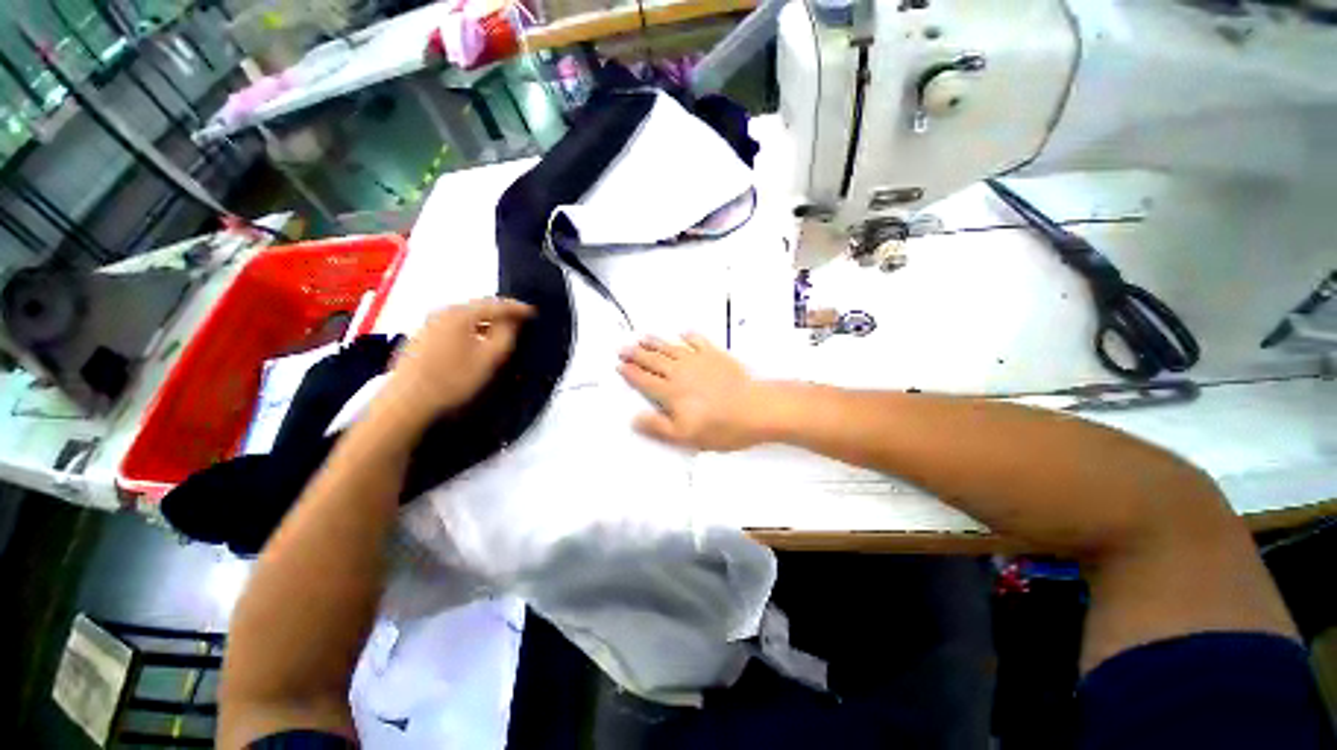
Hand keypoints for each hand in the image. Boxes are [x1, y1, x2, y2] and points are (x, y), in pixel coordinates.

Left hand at [380, 298, 533, 422]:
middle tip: (519, 320)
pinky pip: (455, 326)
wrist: (406, 402)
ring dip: (486, 321)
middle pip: (479, 307)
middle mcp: (443, 312)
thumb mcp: (489, 358)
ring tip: (502, 331)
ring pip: (466, 317)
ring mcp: (429, 324)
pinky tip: (477, 341)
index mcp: (460, 314)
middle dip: (501, 312)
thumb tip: (514, 321)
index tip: (533, 313)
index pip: (496, 304)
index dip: (517, 308)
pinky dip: (472, 328)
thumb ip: (506, 335)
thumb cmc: (453, 379)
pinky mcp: (422, 337)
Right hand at [618, 334, 773, 450]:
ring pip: (670, 348)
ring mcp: (698, 360)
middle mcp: (679, 372)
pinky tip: (683, 333)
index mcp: (670, 392)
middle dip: (636, 354)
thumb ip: (658, 427)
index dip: (630, 373)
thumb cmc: (720, 427)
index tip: (619, 365)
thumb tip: (634, 419)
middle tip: (623, 347)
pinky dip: (688, 336)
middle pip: (653, 361)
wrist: (755, 409)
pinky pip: (697, 341)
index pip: (644, 380)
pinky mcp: (715, 354)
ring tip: (642, 337)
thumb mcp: (686, 436)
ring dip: (655, 342)